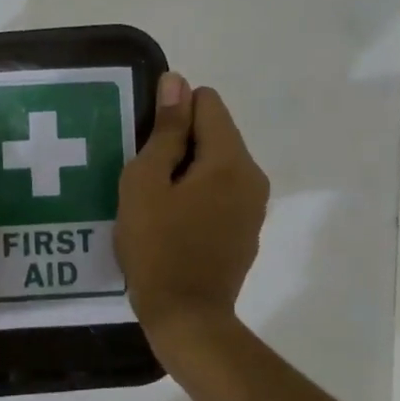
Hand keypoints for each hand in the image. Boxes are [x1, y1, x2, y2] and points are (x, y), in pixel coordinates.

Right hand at [116, 74, 270, 348]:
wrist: (187, 319)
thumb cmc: (157, 247)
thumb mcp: (146, 182)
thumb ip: (164, 129)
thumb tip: (177, 81)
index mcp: (230, 159)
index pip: (207, 102)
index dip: (172, 113)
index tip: (147, 144)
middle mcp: (252, 175)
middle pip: (214, 131)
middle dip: (179, 142)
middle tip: (145, 177)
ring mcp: (254, 205)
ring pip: (217, 162)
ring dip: (187, 169)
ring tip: (156, 200)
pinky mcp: (247, 229)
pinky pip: (222, 190)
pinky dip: (198, 193)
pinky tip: (174, 222)